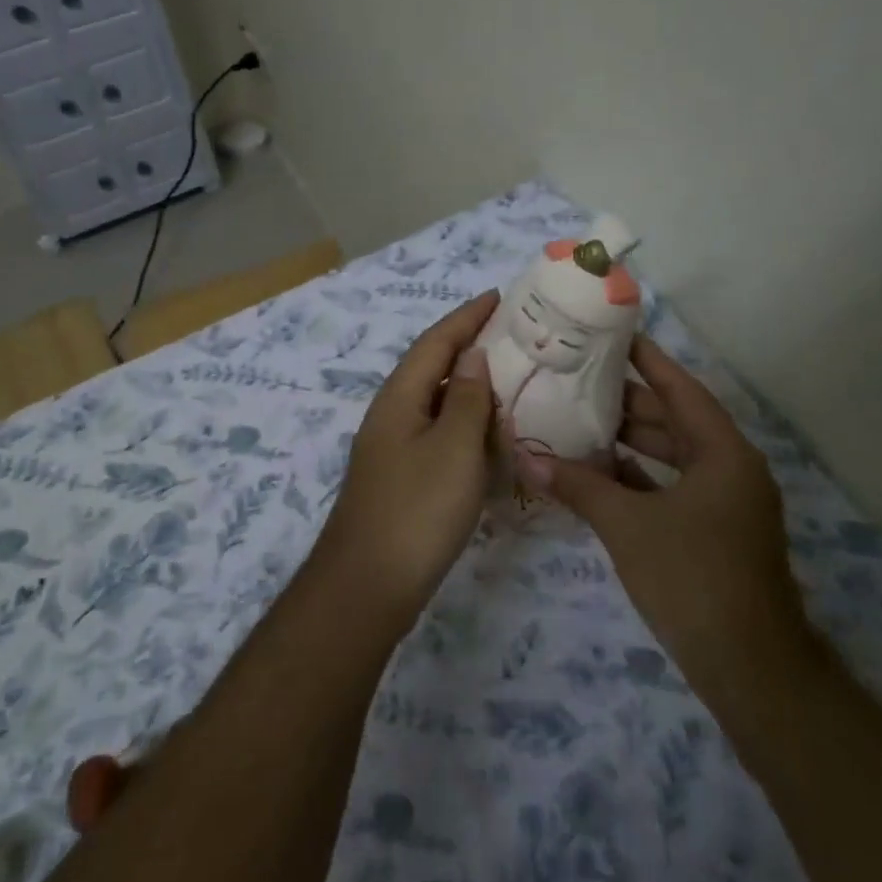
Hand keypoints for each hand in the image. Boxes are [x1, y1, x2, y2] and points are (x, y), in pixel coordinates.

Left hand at [315, 291, 498, 618]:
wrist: (368, 585)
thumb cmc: (417, 510)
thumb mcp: (453, 448)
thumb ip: (467, 399)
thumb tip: (472, 356)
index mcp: (400, 397)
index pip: (436, 342)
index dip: (467, 317)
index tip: (499, 296)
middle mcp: (391, 414)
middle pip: (432, 367)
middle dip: (469, 345)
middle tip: (513, 335)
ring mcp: (393, 448)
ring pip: (436, 402)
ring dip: (469, 385)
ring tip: (510, 377)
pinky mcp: (402, 478)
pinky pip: (438, 433)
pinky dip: (465, 423)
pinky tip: (489, 434)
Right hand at [519, 335, 814, 690]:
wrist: (750, 667)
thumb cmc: (692, 578)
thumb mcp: (628, 526)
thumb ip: (578, 486)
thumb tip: (526, 456)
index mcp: (722, 453)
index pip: (681, 389)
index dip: (648, 361)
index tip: (615, 336)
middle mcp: (729, 469)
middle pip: (676, 421)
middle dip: (629, 403)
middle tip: (579, 381)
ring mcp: (725, 503)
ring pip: (672, 457)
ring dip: (631, 443)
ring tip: (579, 421)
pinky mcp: (714, 533)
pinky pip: (672, 489)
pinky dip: (638, 479)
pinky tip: (598, 474)